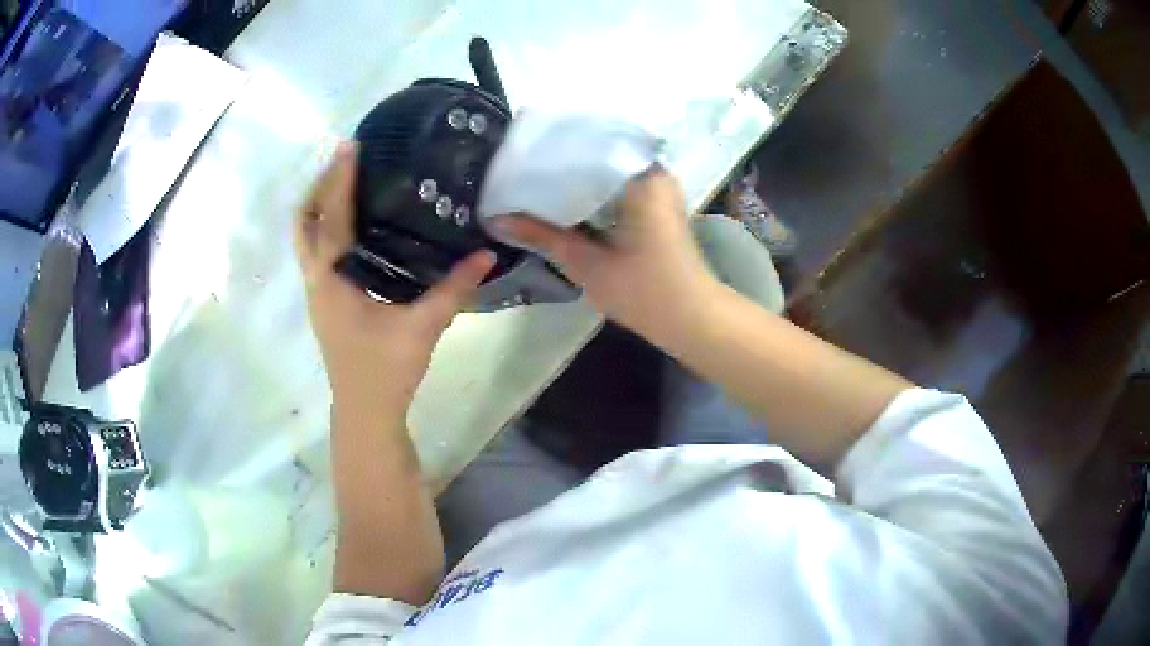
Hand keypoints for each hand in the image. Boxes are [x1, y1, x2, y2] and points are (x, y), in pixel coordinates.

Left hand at [294, 142, 495, 418]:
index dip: (340, 178)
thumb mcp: (422, 327)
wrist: (365, 413)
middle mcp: (317, 280)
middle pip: (303, 222)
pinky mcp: (326, 302)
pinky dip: (326, 229)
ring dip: (319, 206)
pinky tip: (354, 226)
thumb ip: (453, 289)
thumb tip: (487, 254)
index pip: (332, 217)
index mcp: (332, 279)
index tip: (350, 145)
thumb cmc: (385, 371)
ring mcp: (317, 292)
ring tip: (344, 183)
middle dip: (319, 186)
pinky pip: (317, 253)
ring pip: (306, 238)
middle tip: (343, 161)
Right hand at [491, 167, 717, 334]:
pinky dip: (589, 192)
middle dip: (556, 164)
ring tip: (529, 179)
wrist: (691, 317)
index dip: (547, 152)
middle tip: (515, 168)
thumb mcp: (586, 263)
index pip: (584, 146)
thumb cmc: (644, 291)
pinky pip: (614, 185)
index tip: (515, 156)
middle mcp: (651, 170)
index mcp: (639, 175)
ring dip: (572, 178)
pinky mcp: (655, 202)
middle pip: (594, 155)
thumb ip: (541, 235)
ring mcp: (656, 185)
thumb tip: (495, 220)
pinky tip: (560, 200)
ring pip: (603, 170)